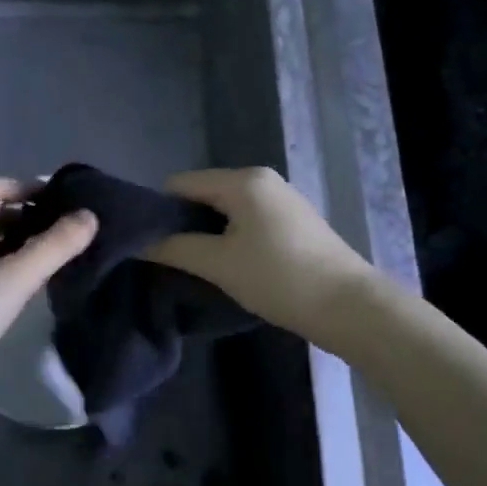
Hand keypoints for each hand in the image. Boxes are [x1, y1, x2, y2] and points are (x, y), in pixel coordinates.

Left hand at [0, 179, 96, 409]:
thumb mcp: (15, 279)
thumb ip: (54, 247)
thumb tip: (90, 216)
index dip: (28, 187)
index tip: (61, 201)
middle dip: (28, 216)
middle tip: (64, 231)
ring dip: (19, 244)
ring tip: (52, 259)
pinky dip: (6, 269)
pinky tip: (24, 291)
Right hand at [144, 167, 376, 345]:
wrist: (349, 306)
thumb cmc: (279, 278)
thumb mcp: (219, 264)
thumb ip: (174, 248)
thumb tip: (137, 242)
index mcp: (243, 180)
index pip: (180, 183)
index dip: (158, 210)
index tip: (145, 243)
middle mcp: (262, 179)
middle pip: (204, 193)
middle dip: (183, 223)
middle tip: (168, 258)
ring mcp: (282, 199)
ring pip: (226, 209)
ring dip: (207, 233)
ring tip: (196, 265)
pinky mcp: (294, 221)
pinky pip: (248, 220)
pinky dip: (231, 238)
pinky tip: (229, 265)